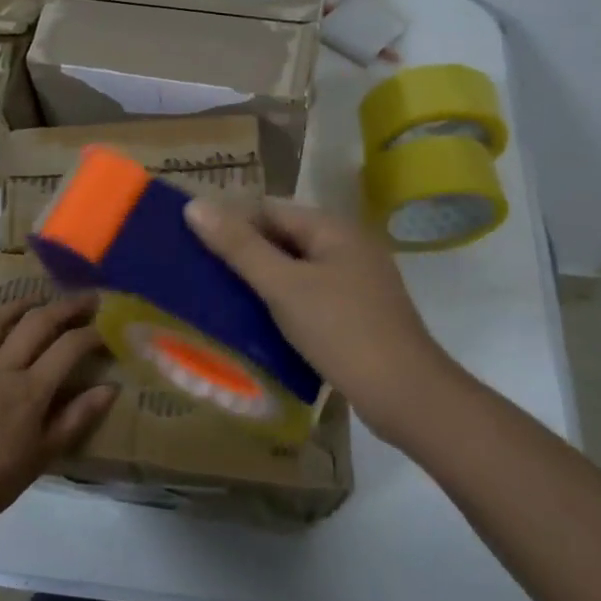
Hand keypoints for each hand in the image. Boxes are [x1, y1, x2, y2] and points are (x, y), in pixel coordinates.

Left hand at [0, 295, 115, 526]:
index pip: (67, 348)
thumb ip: (77, 418)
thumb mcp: (45, 455)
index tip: (105, 329)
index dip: (90, 334)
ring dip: (14, 306)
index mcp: (29, 389)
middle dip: (63, 306)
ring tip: (32, 299)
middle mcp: (0, 369)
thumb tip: (110, 388)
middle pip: (34, 324)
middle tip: (83, 298)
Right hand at [185, 198, 462, 447]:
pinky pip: (311, 297)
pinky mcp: (358, 314)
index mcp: (333, 229)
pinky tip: (260, 323)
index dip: (232, 222)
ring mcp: (357, 282)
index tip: (194, 245)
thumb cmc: (341, 330)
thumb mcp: (283, 286)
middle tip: (201, 274)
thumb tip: (194, 205)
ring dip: (263, 281)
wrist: (405, 395)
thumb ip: (239, 246)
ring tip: (221, 299)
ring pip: (297, 270)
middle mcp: (348, 247)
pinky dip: (284, 303)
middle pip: (284, 238)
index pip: (270, 209)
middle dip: (245, 253)